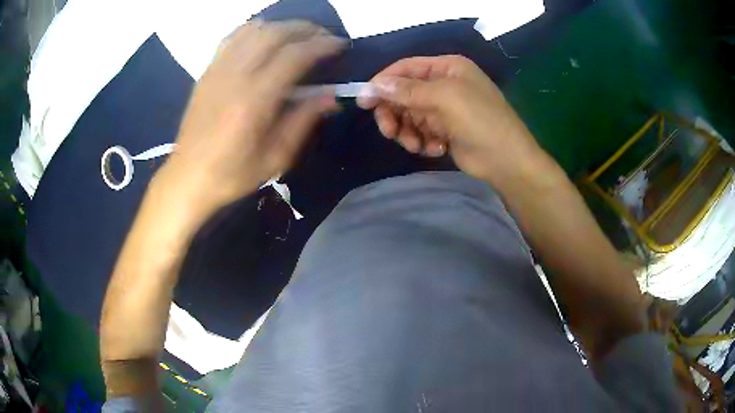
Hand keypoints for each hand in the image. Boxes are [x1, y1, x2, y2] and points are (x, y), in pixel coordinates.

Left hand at [159, 20, 343, 219]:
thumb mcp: (275, 158)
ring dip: (281, 26)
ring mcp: (218, 70)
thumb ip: (303, 121)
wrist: (188, 177)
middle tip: (323, 36)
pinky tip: (265, 37)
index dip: (322, 45)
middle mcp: (235, 76)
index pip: (294, 55)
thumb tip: (332, 95)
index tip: (339, 45)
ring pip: (254, 30)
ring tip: (298, 35)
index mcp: (254, 100)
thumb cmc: (232, 174)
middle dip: (305, 29)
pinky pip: (233, 37)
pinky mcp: (207, 72)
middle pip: (275, 33)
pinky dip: (254, 30)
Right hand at [357, 55, 541, 183]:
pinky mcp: (445, 130)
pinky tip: (437, 149)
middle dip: (395, 113)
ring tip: (416, 145)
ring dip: (408, 131)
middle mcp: (444, 84)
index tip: (364, 101)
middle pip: (404, 93)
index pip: (406, 68)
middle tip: (389, 131)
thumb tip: (373, 86)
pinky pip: (420, 132)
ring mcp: (444, 109)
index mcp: (447, 67)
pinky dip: (423, 141)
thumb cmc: (480, 121)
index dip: (383, 82)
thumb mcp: (445, 98)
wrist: (506, 161)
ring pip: (409, 115)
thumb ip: (408, 91)